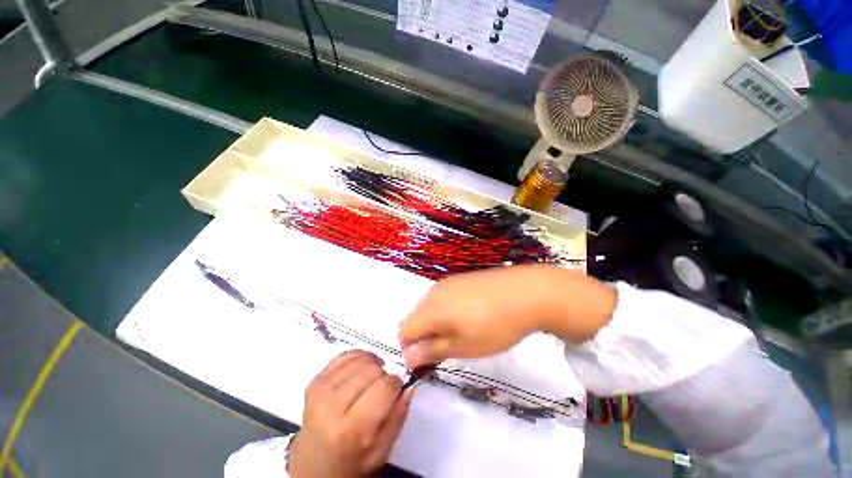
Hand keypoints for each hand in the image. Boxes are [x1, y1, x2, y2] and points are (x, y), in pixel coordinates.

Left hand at [287, 351, 414, 477]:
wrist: (312, 467)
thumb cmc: (351, 463)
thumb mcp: (381, 451)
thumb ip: (398, 416)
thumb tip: (410, 386)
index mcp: (353, 429)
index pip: (385, 387)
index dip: (396, 384)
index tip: (397, 389)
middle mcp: (333, 407)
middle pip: (372, 370)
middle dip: (384, 375)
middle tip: (382, 387)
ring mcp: (321, 392)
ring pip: (360, 360)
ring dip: (372, 364)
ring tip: (373, 377)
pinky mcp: (314, 382)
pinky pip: (344, 356)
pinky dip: (358, 356)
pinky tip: (362, 366)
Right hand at [398, 265, 616, 367]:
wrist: (527, 292)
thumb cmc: (495, 326)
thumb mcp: (464, 346)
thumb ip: (432, 350)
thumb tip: (408, 357)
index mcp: (430, 309)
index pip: (404, 330)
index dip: (411, 349)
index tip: (430, 360)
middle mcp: (434, 292)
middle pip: (416, 317)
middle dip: (425, 336)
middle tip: (450, 348)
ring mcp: (449, 282)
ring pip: (430, 307)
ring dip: (437, 323)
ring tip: (463, 331)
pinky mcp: (462, 278)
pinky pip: (444, 296)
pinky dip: (448, 310)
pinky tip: (472, 314)